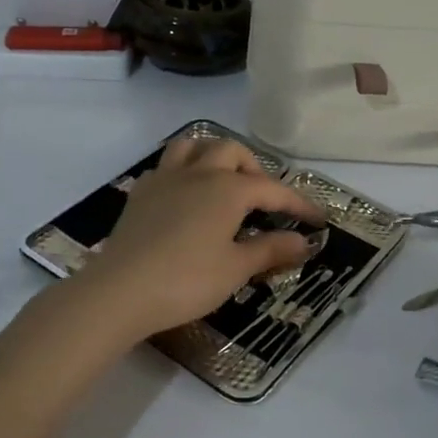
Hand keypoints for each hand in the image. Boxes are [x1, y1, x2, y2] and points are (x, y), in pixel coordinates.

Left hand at [71, 137, 323, 343]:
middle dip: (254, 169)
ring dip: (214, 156)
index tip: (317, 220)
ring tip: (224, 182)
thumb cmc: (186, 280)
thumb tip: (304, 242)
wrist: (120, 291)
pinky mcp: (140, 193)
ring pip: (194, 146)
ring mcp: (165, 179)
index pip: (273, 189)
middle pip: (232, 151)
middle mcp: (199, 173)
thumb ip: (271, 250)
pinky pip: (167, 167)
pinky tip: (185, 196)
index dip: (298, 203)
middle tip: (264, 200)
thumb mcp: (235, 269)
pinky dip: (184, 172)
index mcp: (228, 189)